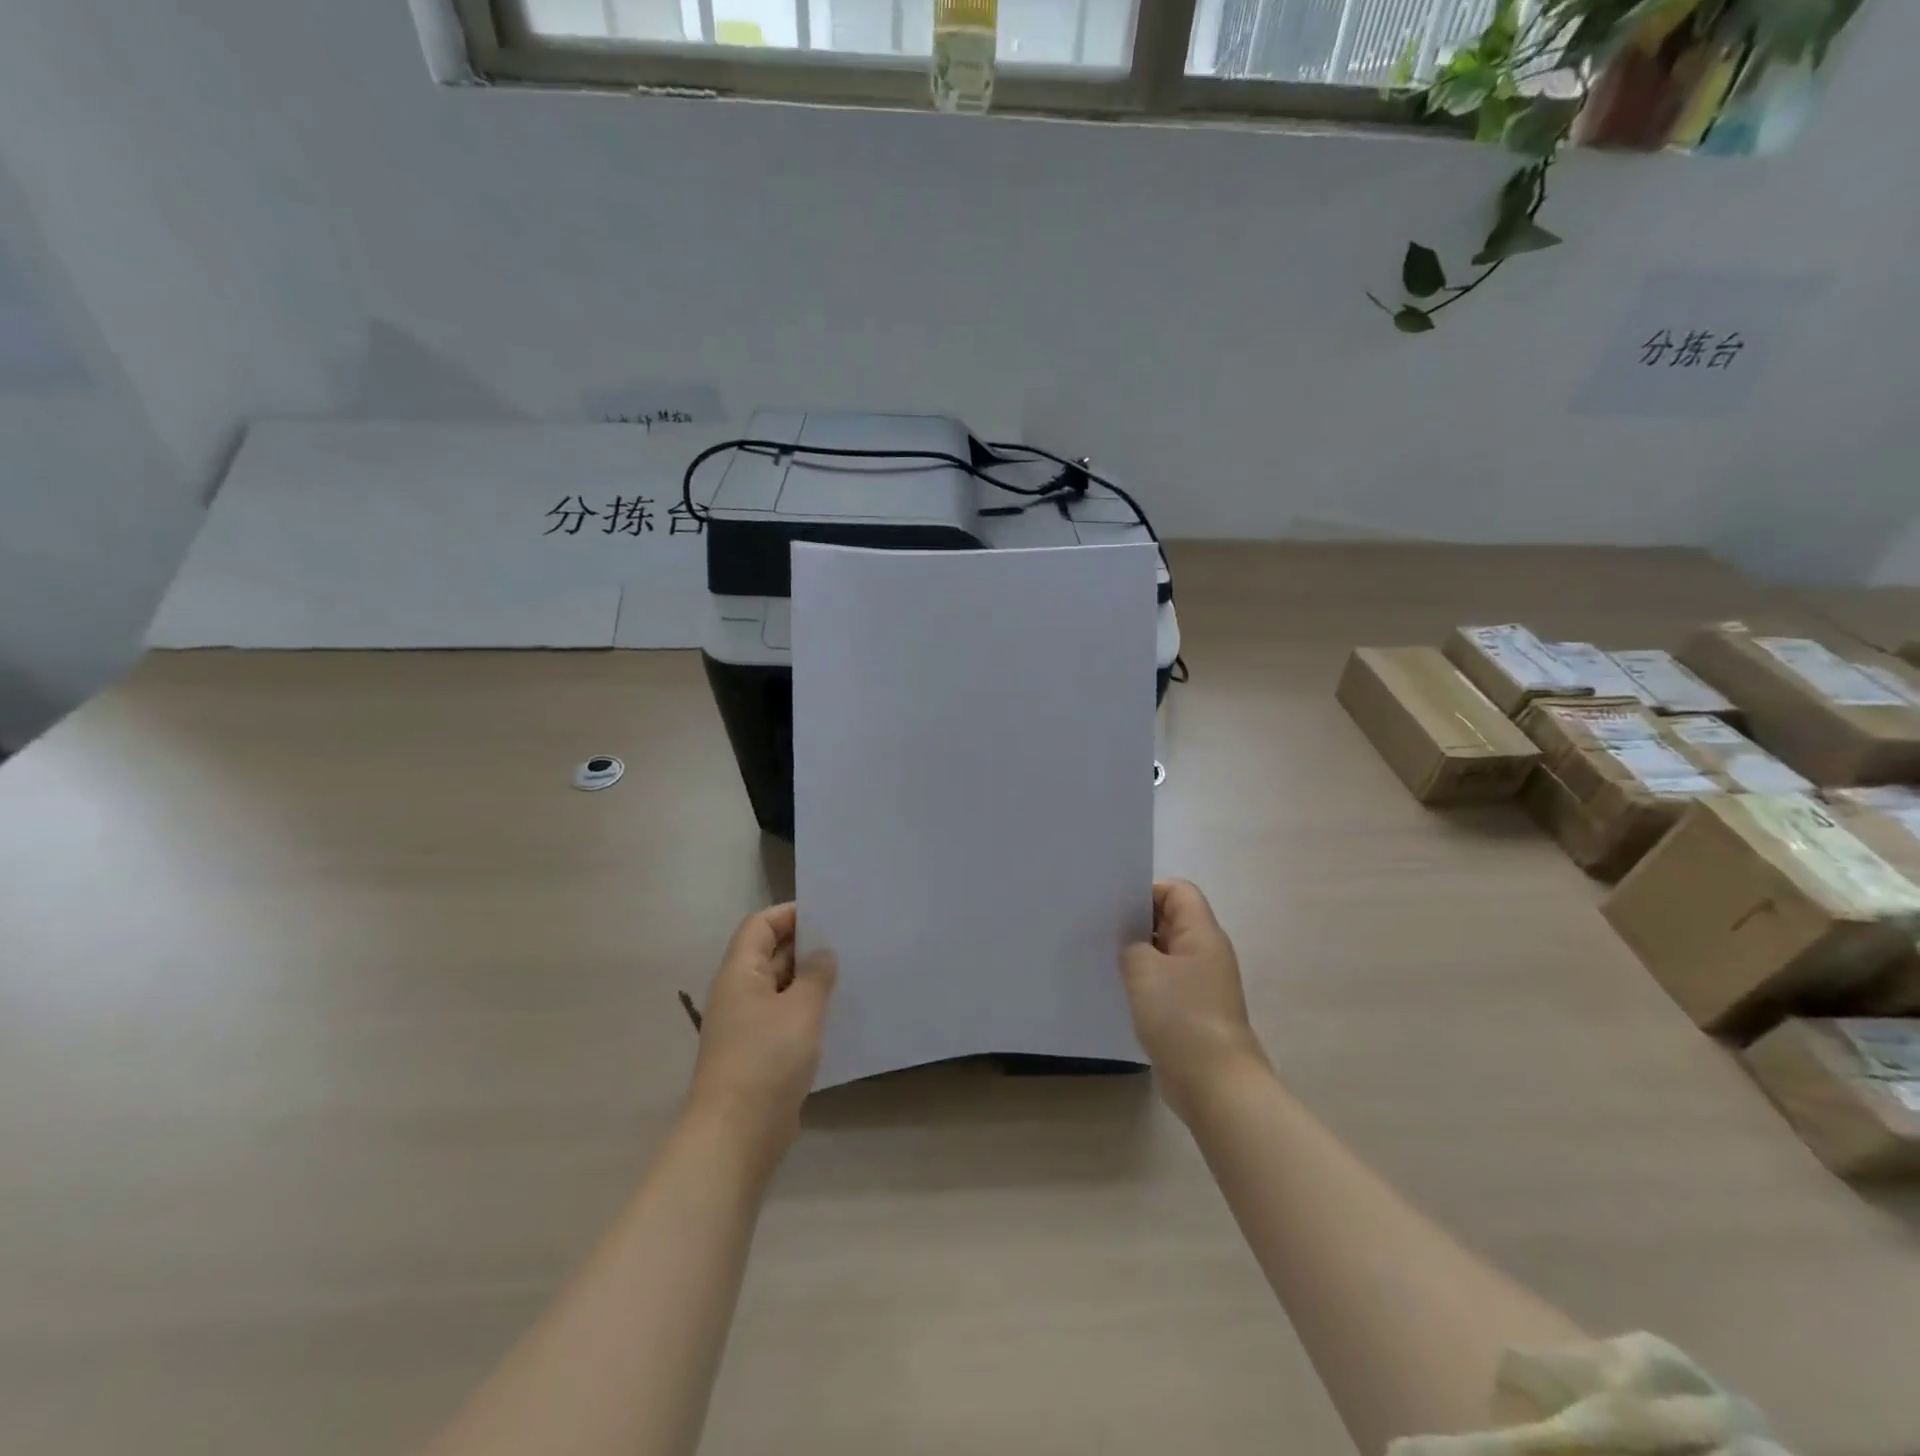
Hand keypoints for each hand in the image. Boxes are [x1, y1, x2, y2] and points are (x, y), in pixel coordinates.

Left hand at [685, 903, 835, 1158]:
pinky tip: (836, 1015)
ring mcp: (746, 1025)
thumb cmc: (766, 1059)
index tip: (827, 914)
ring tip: (849, 973)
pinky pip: (784, 1018)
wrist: (737, 1134)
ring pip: (779, 988)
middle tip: (848, 941)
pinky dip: (807, 1011)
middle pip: (769, 954)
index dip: (790, 914)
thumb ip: (816, 975)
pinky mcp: (758, 1054)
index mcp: (739, 973)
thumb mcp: (801, 1009)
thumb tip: (823, 954)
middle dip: (805, 946)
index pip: (760, 925)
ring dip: (809, 980)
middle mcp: (738, 993)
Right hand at [1121, 880, 1269, 1120]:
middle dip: (1137, 923)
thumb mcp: (1144, 970)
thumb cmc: (1181, 1016)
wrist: (1215, 1083)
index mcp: (1202, 933)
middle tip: (1101, 929)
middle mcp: (1206, 953)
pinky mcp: (1193, 1012)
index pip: (1178, 891)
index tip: (1115, 908)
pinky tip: (1119, 992)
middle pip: (1171, 920)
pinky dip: (1144, 983)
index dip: (1147, 891)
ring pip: (1166, 954)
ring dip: (1138, 955)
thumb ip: (1131, 946)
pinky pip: (1166, 984)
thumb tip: (1132, 946)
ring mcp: (1202, 984)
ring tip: (1104, 959)